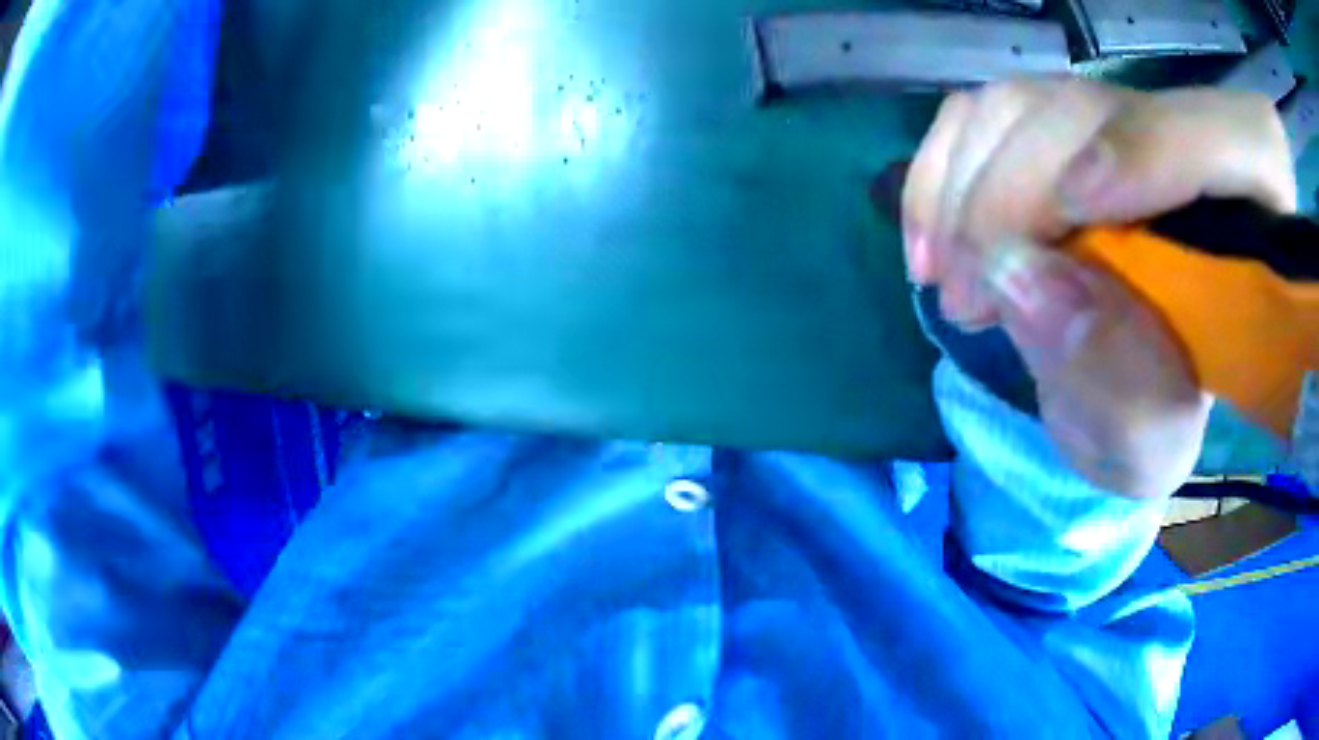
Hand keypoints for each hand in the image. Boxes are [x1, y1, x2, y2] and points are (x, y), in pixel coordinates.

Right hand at [903, 78, 1295, 497]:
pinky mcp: (1054, 127)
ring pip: (1023, 103)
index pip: (1233, 138)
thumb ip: (1117, 381)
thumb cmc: (1150, 425)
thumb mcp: (1148, 440)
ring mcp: (1114, 121)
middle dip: (1018, 198)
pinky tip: (930, 239)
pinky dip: (941, 171)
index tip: (1078, 212)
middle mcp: (1187, 145)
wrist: (1119, 395)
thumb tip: (1027, 282)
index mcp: (1251, 225)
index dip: (1157, 149)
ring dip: (964, 186)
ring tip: (945, 277)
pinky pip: (981, 114)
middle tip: (969, 296)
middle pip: (1095, 112)